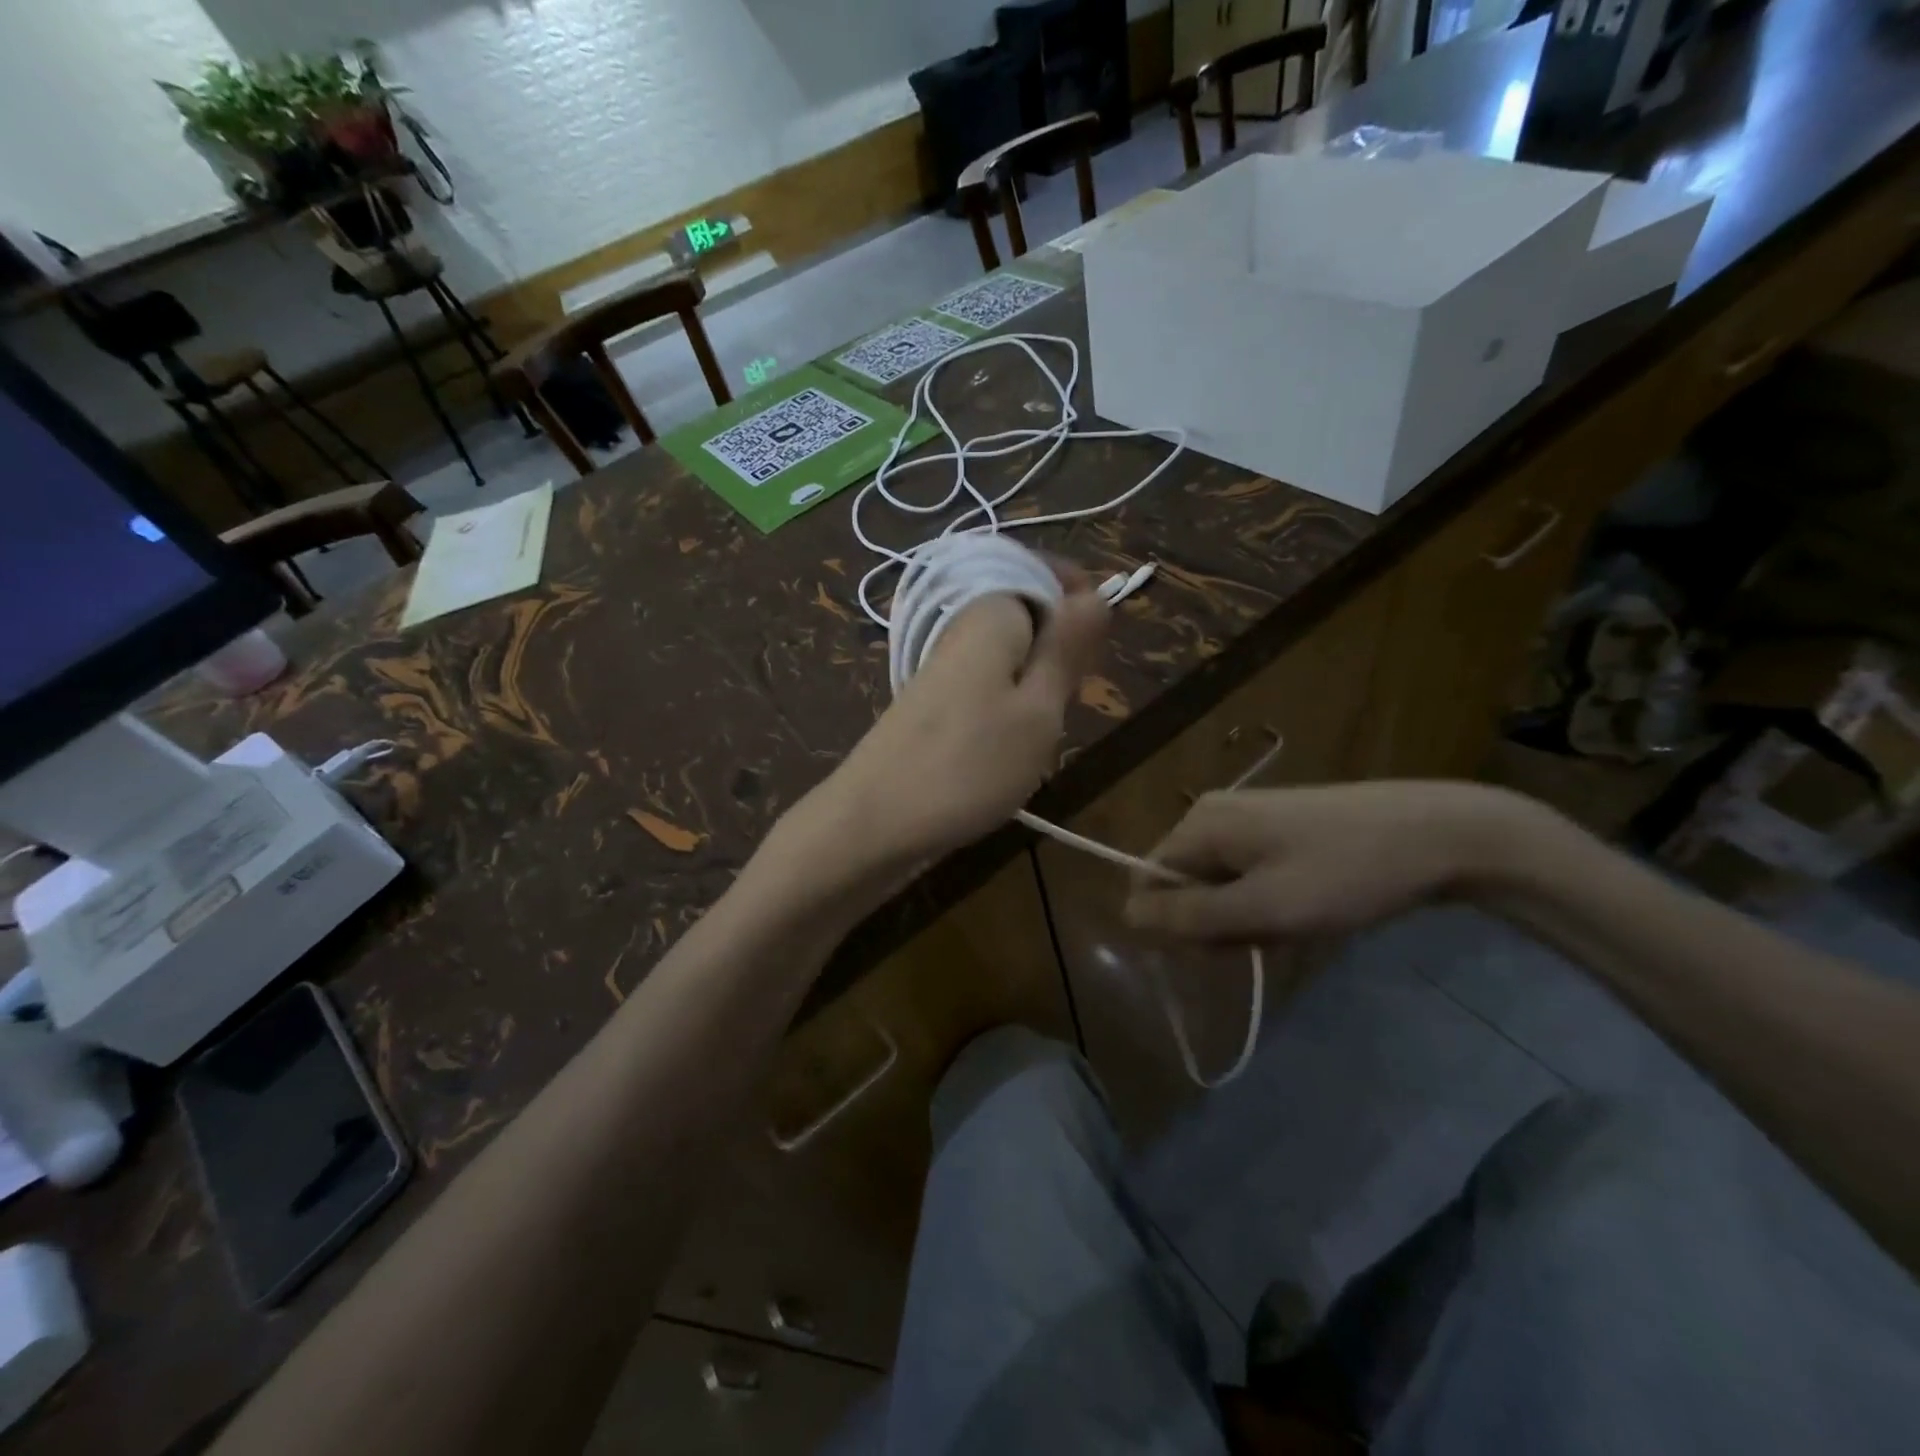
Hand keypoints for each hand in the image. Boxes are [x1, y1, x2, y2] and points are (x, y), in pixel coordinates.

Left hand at [782, 572, 1108, 884]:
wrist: (874, 820)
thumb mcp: (1038, 711)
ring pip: (1011, 652)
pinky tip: (1009, 743)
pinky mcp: (933, 698)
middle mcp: (961, 624)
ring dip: (1037, 683)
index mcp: (990, 611)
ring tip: (1040, 730)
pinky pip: (987, 681)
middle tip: (1065, 704)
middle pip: (1031, 613)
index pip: (1049, 574)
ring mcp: (942, 663)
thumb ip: (1067, 648)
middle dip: (1061, 651)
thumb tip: (1097, 594)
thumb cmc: (968, 766)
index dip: (1081, 607)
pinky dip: (1009, 704)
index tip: (1091, 660)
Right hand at [1123, 781, 1550, 942]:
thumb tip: (1126, 916)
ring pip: (1216, 882)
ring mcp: (1246, 815)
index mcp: (1200, 823)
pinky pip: (1245, 872)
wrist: (1439, 833)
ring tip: (1293, 925)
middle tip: (1267, 938)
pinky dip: (1264, 900)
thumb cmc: (1346, 873)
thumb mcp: (1264, 907)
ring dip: (1242, 916)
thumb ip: (1191, 915)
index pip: (1147, 880)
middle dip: (1212, 922)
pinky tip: (1304, 909)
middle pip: (1181, 882)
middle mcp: (1212, 812)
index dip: (1172, 924)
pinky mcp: (1277, 825)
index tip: (1221, 950)